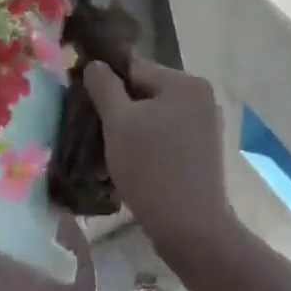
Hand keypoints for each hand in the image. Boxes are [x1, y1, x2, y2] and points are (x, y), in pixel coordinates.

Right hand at [83, 57, 231, 248]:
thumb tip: (95, 64)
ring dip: (130, 130)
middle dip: (118, 110)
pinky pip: (167, 137)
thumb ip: (104, 86)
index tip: (84, 104)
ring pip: (154, 117)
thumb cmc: (150, 167)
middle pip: (146, 92)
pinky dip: (147, 145)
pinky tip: (130, 165)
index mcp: (185, 83)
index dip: (105, 82)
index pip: (134, 67)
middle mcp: (201, 98)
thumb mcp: (118, 122)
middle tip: (93, 132)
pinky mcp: (203, 152)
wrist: (189, 226)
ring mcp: (206, 126)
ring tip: (107, 153)